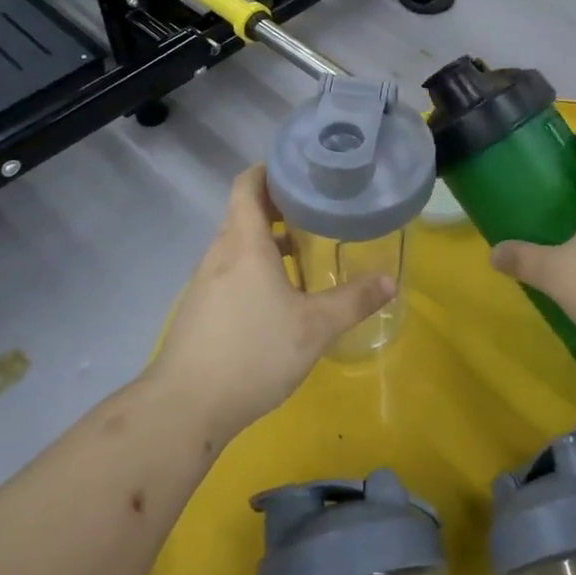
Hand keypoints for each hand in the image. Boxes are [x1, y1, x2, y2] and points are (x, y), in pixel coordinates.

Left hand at [148, 165, 395, 437]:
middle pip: (244, 213)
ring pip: (237, 246)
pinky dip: (254, 268)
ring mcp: (204, 282)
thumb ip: (353, 301)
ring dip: (267, 241)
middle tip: (316, 209)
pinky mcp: (200, 309)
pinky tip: (278, 297)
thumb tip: (390, 280)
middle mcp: (220, 254)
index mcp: (243, 244)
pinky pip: (230, 271)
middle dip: (277, 207)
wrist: (186, 405)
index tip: (299, 168)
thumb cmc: (253, 353)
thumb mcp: (314, 328)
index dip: (269, 170)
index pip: (247, 185)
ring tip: (303, 252)